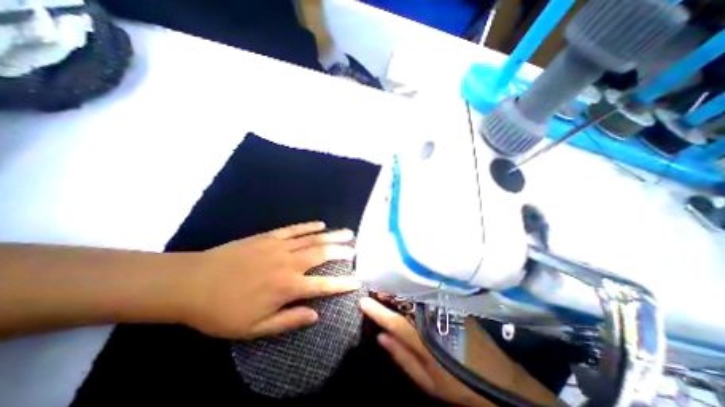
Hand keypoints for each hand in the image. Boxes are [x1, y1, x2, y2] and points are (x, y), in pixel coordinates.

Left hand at [181, 222, 355, 340]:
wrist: (192, 283)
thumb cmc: (223, 310)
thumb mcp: (254, 328)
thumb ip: (288, 321)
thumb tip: (315, 315)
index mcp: (286, 287)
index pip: (323, 286)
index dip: (342, 284)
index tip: (357, 281)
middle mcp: (288, 264)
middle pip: (322, 254)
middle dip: (342, 251)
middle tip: (356, 249)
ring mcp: (279, 247)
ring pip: (312, 239)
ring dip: (332, 235)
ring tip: (347, 232)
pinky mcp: (269, 236)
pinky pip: (295, 229)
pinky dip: (310, 226)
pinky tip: (321, 224)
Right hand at [361, 295, 495, 406]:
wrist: (499, 379)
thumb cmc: (458, 384)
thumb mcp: (427, 383)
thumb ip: (402, 358)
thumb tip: (380, 336)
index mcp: (424, 341)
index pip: (394, 321)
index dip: (377, 311)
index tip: (362, 302)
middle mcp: (432, 319)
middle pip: (404, 302)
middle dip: (387, 293)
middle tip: (374, 288)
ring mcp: (444, 310)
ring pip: (414, 295)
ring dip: (398, 290)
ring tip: (387, 287)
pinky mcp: (452, 305)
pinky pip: (426, 294)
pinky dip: (412, 290)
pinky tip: (407, 289)